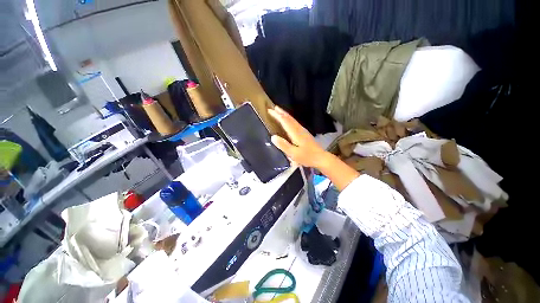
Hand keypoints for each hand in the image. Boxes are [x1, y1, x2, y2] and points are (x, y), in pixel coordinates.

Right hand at [268, 106, 329, 168]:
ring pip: (292, 120)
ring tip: (279, 111)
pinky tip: (288, 121)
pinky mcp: (304, 133)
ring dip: (285, 114)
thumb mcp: (294, 154)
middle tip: (273, 107)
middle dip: (281, 112)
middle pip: (289, 118)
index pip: (285, 121)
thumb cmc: (307, 157)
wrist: (321, 158)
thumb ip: (283, 145)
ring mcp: (303, 131)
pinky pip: (295, 123)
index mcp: (296, 133)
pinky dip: (289, 119)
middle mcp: (299, 129)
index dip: (277, 116)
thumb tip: (273, 137)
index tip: (270, 110)